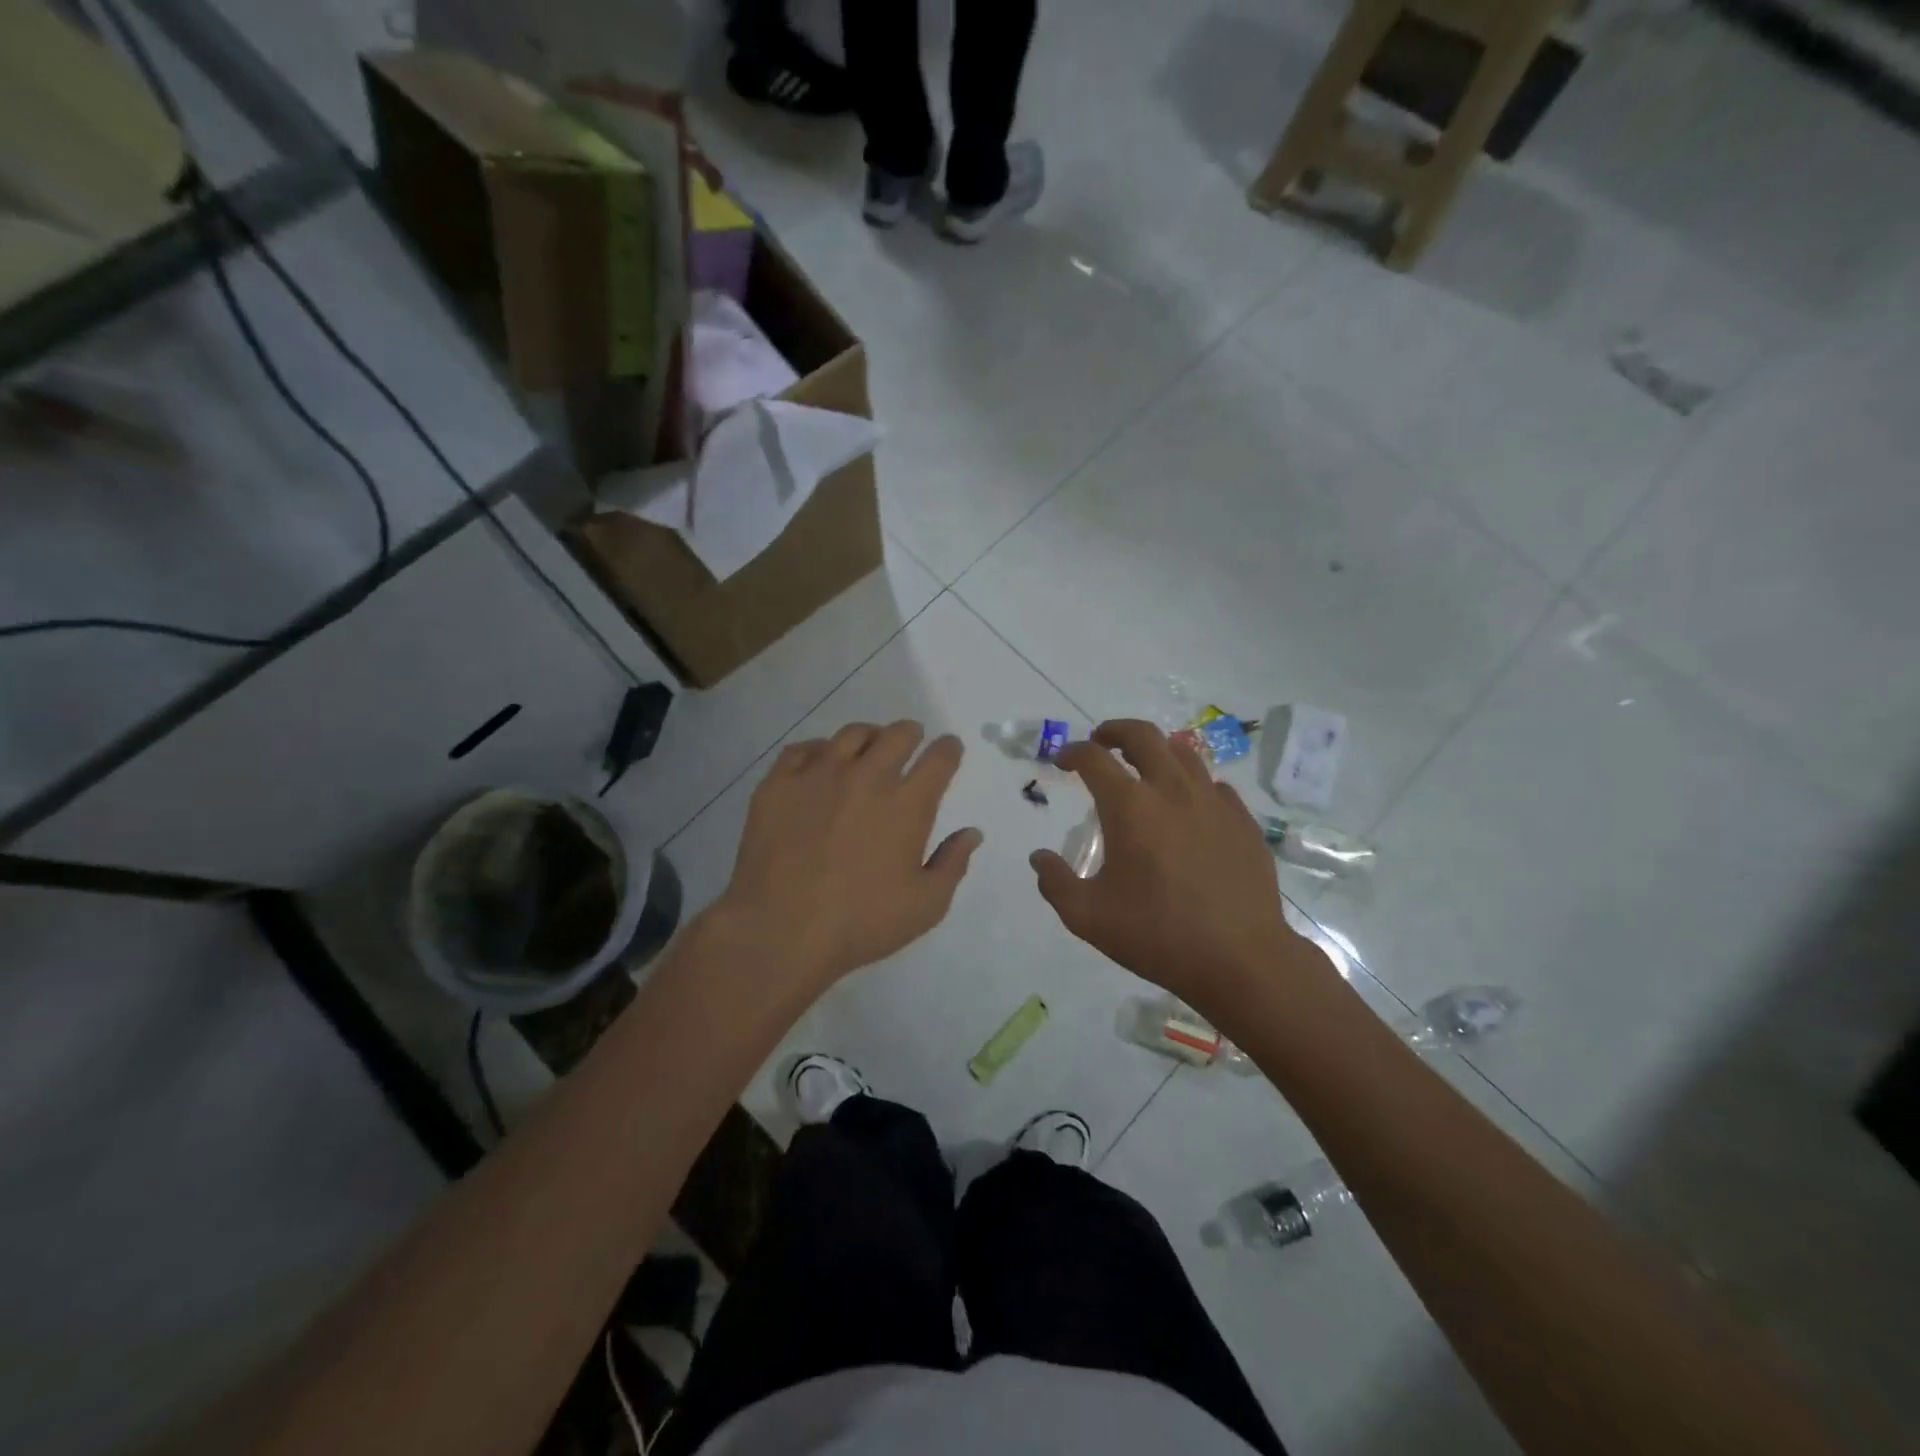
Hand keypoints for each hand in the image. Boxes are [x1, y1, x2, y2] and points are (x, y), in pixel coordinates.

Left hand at [710, 720, 982, 1000]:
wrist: (780, 931)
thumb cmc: (859, 923)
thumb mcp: (925, 906)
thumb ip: (952, 864)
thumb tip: (971, 833)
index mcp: (906, 804)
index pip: (939, 758)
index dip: (949, 749)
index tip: (949, 749)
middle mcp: (866, 777)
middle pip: (898, 734)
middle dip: (911, 734)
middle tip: (910, 742)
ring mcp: (819, 775)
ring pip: (851, 734)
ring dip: (869, 737)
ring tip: (867, 750)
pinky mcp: (779, 783)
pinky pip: (802, 749)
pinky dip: (818, 751)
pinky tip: (818, 764)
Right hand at [1030, 720, 1316, 1014]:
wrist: (1241, 959)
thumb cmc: (1158, 936)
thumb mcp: (1088, 917)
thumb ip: (1055, 882)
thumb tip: (1039, 858)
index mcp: (1130, 807)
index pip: (1093, 758)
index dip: (1071, 752)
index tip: (1061, 761)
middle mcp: (1171, 790)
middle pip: (1142, 735)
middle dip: (1114, 731)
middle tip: (1101, 742)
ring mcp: (1213, 802)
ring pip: (1183, 752)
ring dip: (1155, 750)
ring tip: (1143, 767)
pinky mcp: (1242, 820)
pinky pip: (1213, 785)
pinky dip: (1191, 783)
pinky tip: (1187, 806)